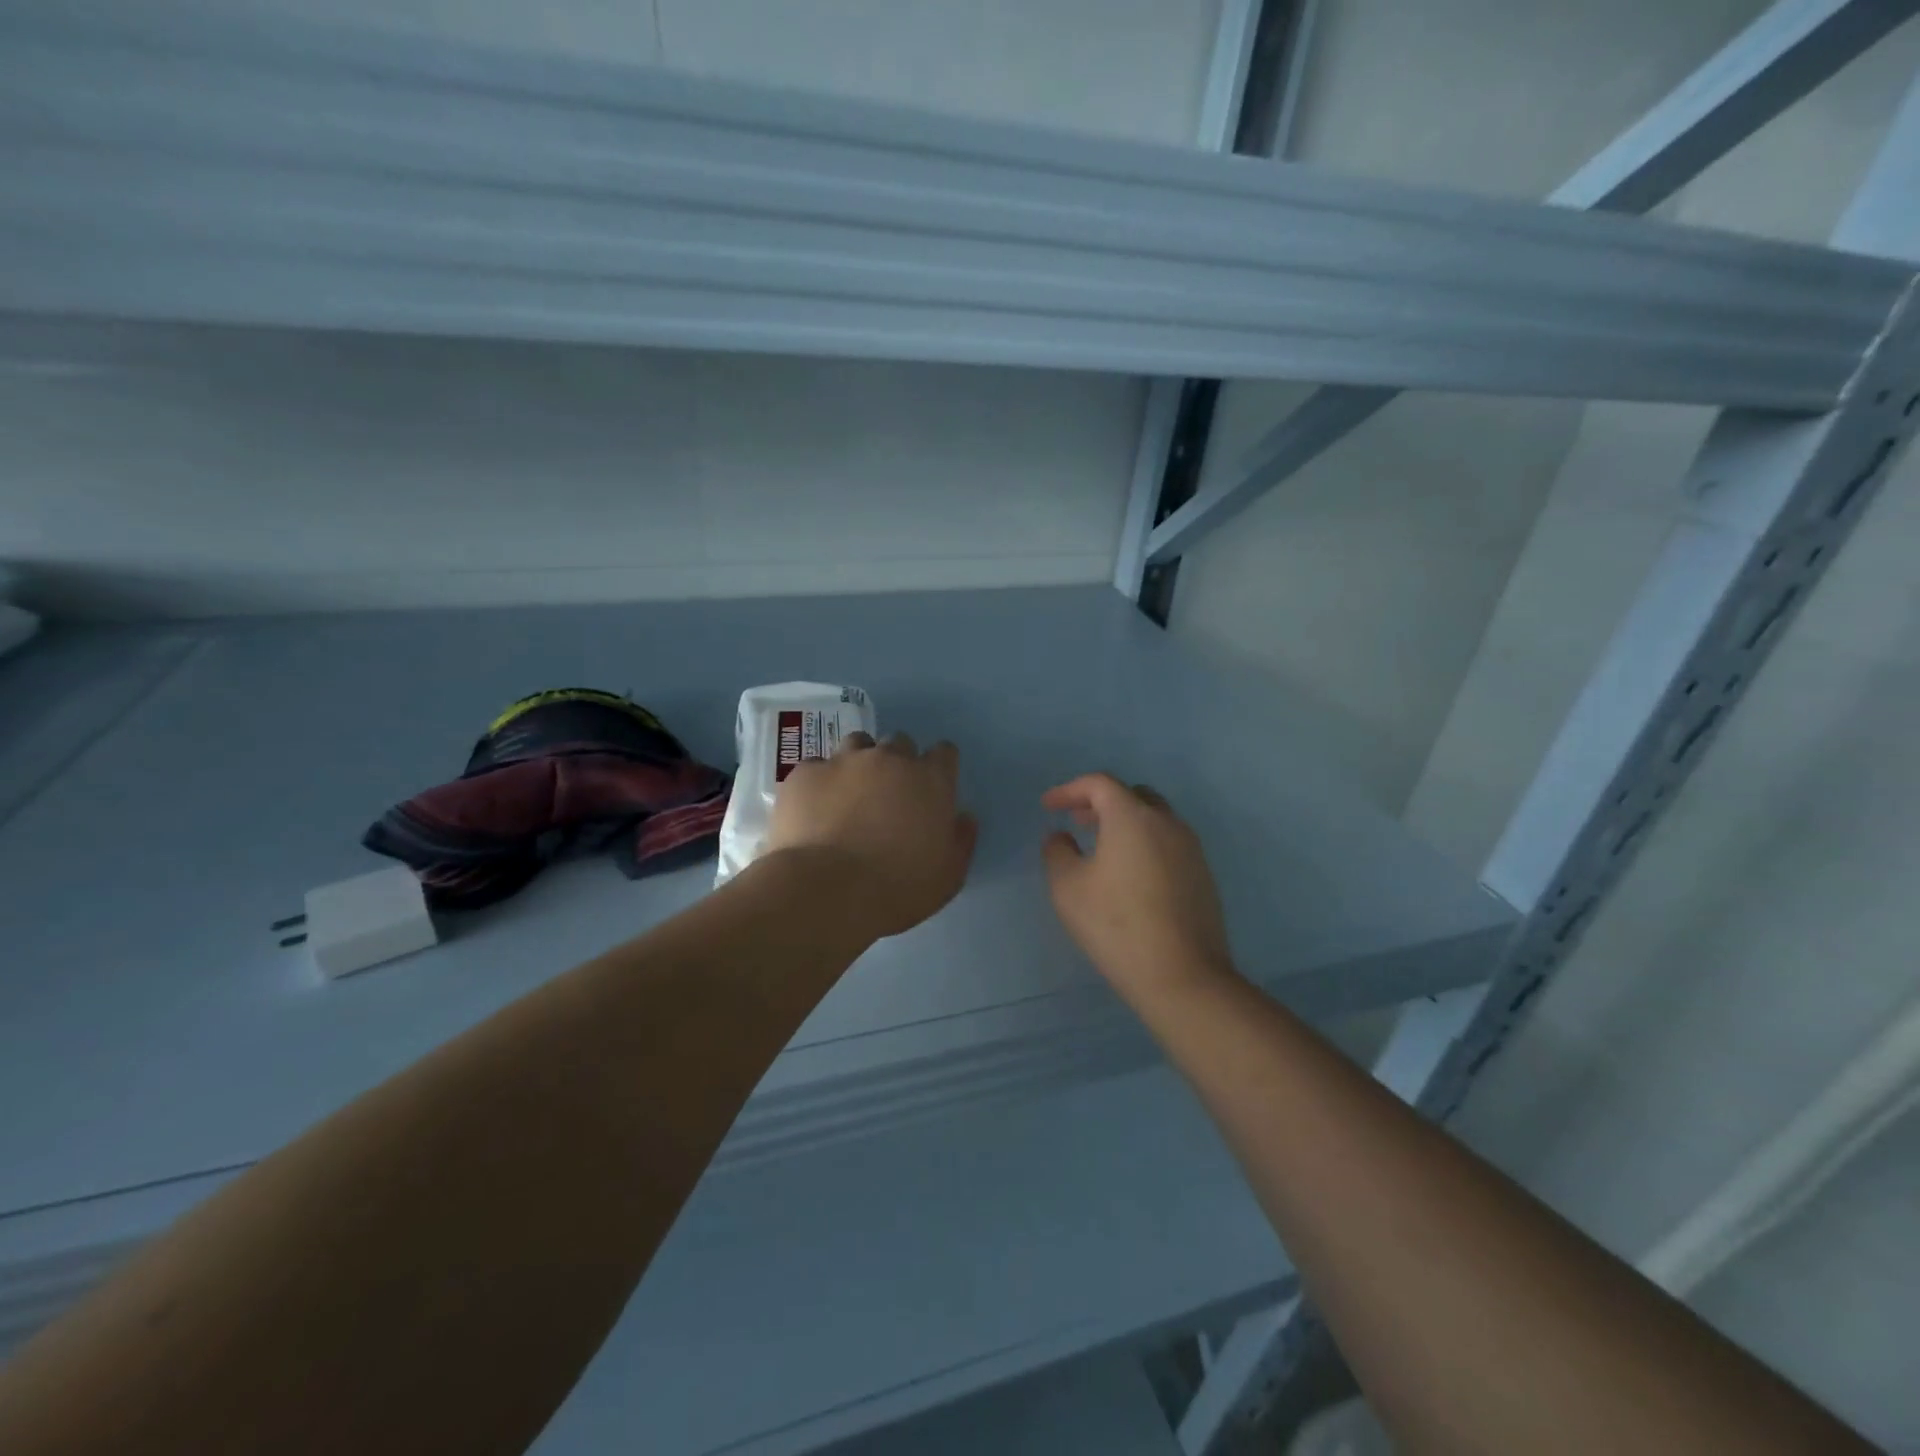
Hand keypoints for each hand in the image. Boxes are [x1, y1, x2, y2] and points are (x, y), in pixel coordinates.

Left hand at [766, 733, 977, 939]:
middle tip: (887, 797)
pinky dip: (819, 783)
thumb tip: (963, 818)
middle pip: (899, 743)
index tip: (930, 790)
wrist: (826, 892)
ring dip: (858, 763)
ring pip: (857, 745)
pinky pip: (816, 768)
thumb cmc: (898, 888)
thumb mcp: (948, 876)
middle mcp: (889, 759)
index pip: (944, 753)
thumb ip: (960, 840)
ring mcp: (844, 761)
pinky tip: (813, 809)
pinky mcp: (805, 774)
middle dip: (897, 764)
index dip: (938, 768)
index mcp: (930, 780)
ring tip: (849, 795)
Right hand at [1041, 773, 1232, 993]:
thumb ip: (1057, 852)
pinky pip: (1168, 843)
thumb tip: (1061, 837)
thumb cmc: (1116, 925)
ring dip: (1125, 823)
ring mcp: (1191, 849)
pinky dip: (1144, 843)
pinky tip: (1130, 874)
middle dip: (1100, 802)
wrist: (1183, 976)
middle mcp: (1167, 823)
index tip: (1048, 807)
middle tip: (1077, 821)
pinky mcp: (1203, 875)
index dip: (1069, 790)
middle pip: (1132, 795)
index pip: (1099, 784)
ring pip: (1154, 819)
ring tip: (1101, 848)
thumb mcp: (1068, 888)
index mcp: (1132, 817)